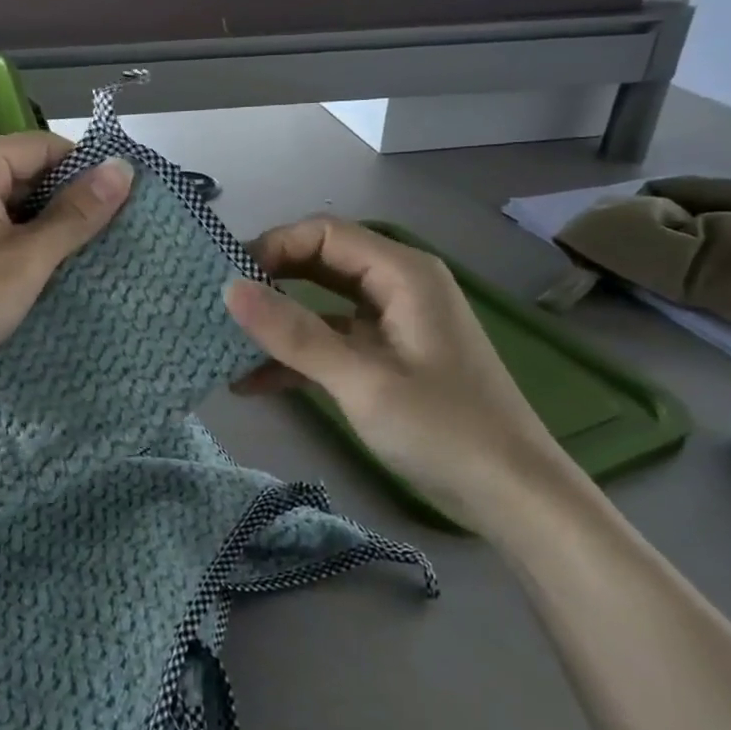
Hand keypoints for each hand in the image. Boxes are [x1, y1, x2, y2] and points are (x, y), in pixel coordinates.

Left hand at [0, 133, 132, 399]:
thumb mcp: (28, 258)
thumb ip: (78, 212)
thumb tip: (124, 169)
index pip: (46, 148)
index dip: (85, 176)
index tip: (117, 213)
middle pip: (26, 172)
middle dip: (62, 206)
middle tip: (97, 244)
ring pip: (8, 202)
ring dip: (39, 228)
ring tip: (70, 262)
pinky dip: (13, 242)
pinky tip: (32, 272)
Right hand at [223, 217, 585, 533]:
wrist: (513, 496)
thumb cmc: (443, 429)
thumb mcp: (361, 380)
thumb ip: (294, 333)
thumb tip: (229, 289)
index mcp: (402, 273)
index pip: (323, 233)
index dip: (272, 247)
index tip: (227, 279)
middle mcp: (397, 285)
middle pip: (320, 262)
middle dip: (268, 280)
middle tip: (217, 305)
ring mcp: (393, 322)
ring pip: (321, 303)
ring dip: (277, 323)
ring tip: (224, 341)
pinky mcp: (387, 356)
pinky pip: (332, 341)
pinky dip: (297, 356)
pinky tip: (252, 382)